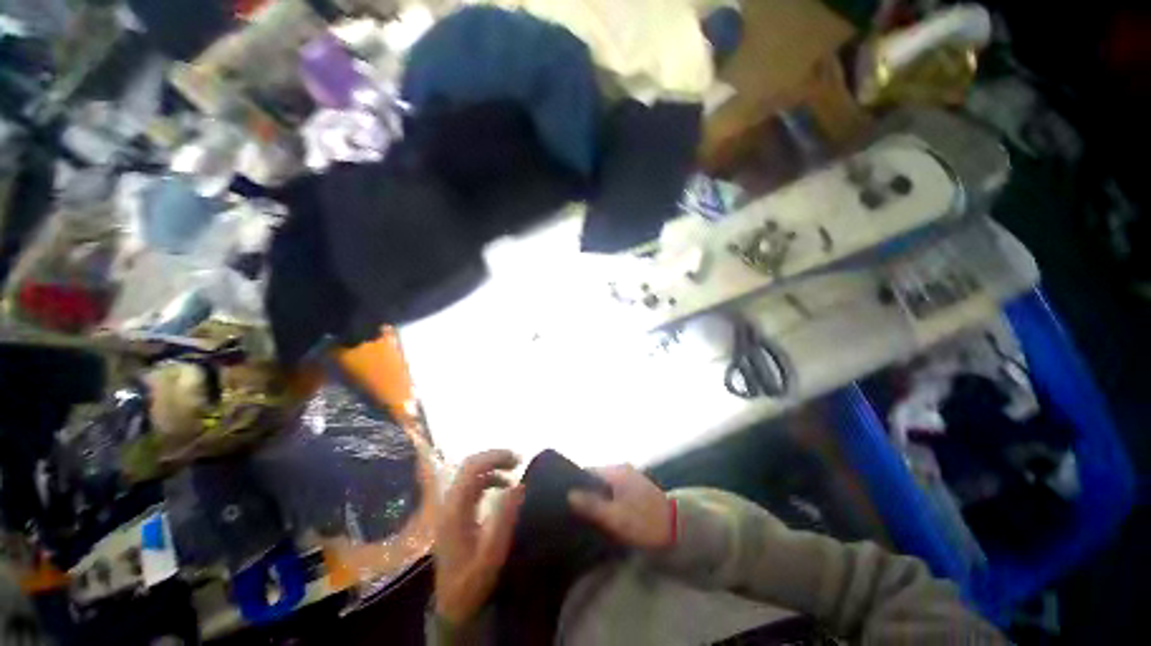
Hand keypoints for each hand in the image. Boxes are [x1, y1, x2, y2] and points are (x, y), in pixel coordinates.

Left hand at [434, 450, 525, 624]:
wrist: (452, 605)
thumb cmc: (473, 580)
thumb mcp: (492, 553)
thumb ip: (504, 518)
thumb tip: (518, 484)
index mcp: (455, 510)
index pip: (472, 469)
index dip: (495, 457)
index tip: (518, 459)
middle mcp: (449, 504)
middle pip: (469, 466)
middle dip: (494, 458)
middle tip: (518, 461)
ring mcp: (450, 507)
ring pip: (470, 473)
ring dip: (492, 466)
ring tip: (514, 470)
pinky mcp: (455, 513)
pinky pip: (472, 485)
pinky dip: (489, 478)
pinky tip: (503, 487)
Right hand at [568, 465, 673, 549]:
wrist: (679, 530)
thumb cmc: (645, 523)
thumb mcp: (616, 518)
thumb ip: (592, 506)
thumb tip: (569, 494)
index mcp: (617, 472)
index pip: (587, 472)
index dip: (574, 484)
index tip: (563, 499)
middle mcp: (623, 470)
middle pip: (595, 478)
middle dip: (585, 492)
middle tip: (572, 510)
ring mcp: (631, 478)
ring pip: (605, 485)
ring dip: (596, 497)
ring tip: (584, 514)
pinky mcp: (637, 489)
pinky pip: (614, 491)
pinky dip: (607, 500)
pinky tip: (604, 514)